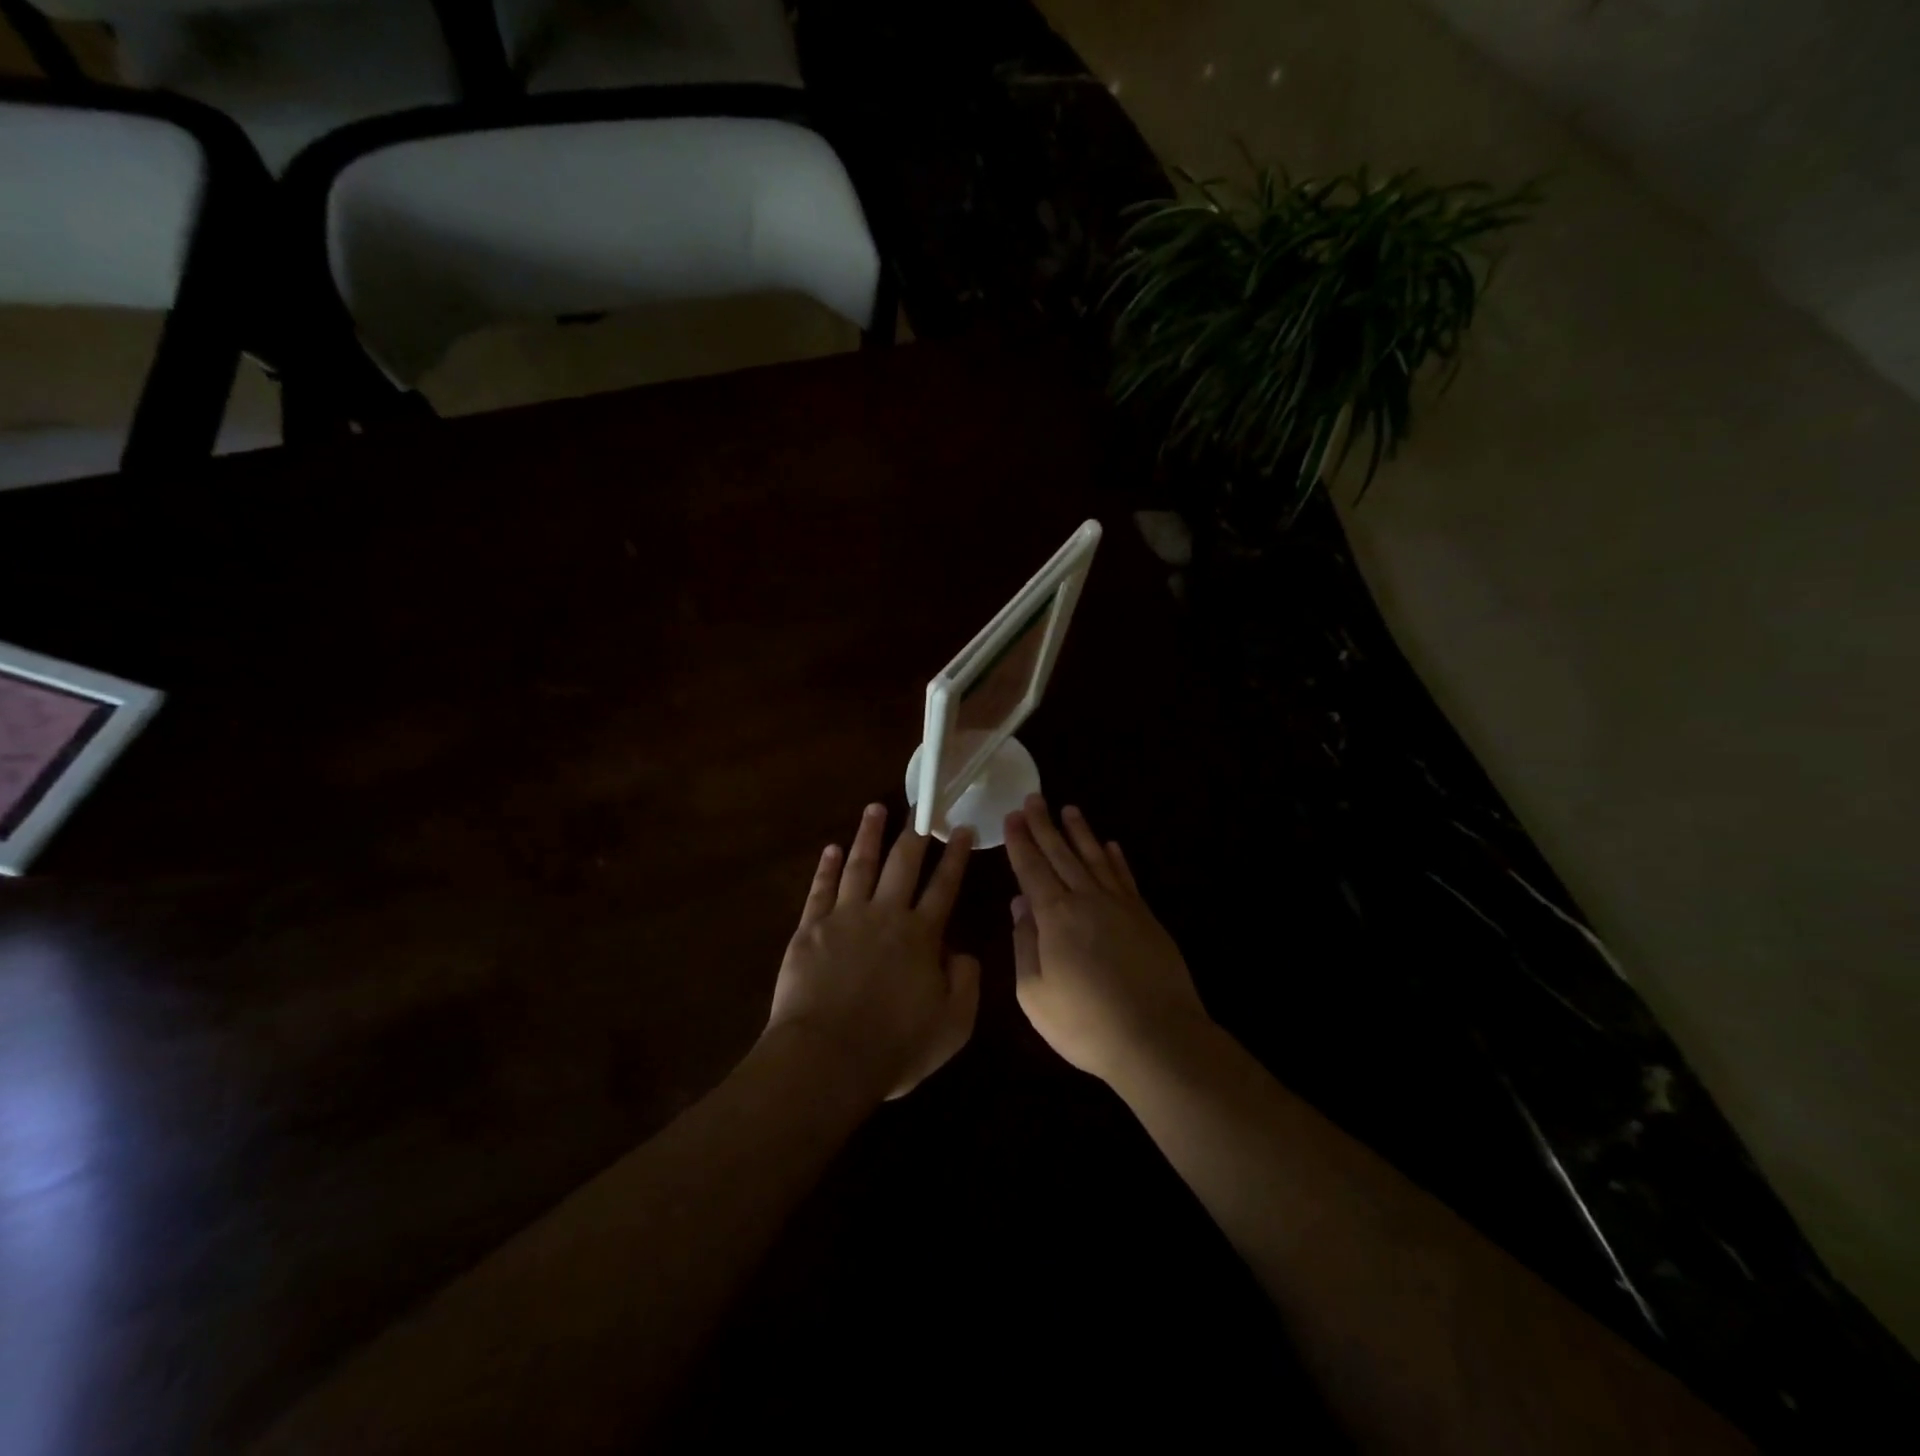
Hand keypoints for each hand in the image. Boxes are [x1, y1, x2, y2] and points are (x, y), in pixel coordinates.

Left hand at [765, 803, 979, 1100]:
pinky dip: (826, 867)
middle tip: (920, 804)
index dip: (955, 856)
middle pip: (903, 863)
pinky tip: (831, 849)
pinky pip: (820, 889)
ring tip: (875, 808)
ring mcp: (845, 918)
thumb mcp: (953, 1025)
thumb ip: (966, 983)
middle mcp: (886, 915)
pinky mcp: (810, 929)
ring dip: (869, 835)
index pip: (943, 886)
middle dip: (914, 832)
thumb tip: (962, 951)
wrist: (827, 1058)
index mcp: (921, 936)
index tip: (960, 828)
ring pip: (860, 865)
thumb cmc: (894, 1046)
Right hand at [1005, 796, 1210, 1086]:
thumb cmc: (1086, 1023)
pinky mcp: (1145, 917)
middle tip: (1033, 798)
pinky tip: (1110, 845)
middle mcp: (1086, 899)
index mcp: (1055, 916)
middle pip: (1061, 853)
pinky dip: (1115, 858)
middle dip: (1044, 825)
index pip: (1032, 868)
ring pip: (1094, 858)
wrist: (1157, 1037)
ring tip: (1069, 809)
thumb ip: (1025, 945)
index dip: (1020, 841)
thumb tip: (1020, 905)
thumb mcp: (1035, 994)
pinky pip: (1125, 877)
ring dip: (1080, 832)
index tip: (1011, 816)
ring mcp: (1120, 905)